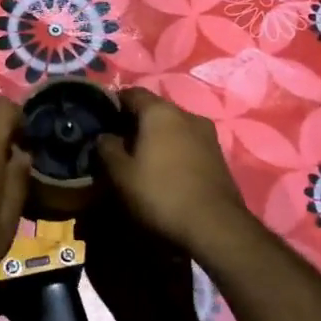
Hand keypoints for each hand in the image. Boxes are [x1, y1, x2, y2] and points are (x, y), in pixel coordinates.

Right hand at [96, 87, 257, 259]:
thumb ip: (107, 148)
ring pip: (174, 127)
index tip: (102, 119)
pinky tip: (165, 171)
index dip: (114, 103)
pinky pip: (188, 143)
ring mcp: (207, 135)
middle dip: (136, 122)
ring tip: (142, 159)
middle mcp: (187, 115)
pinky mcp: (219, 156)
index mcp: (160, 112)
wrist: (216, 227)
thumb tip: (105, 136)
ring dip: (157, 138)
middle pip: (155, 109)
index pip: (132, 93)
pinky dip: (174, 150)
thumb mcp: (121, 174)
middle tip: (119, 143)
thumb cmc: (161, 193)